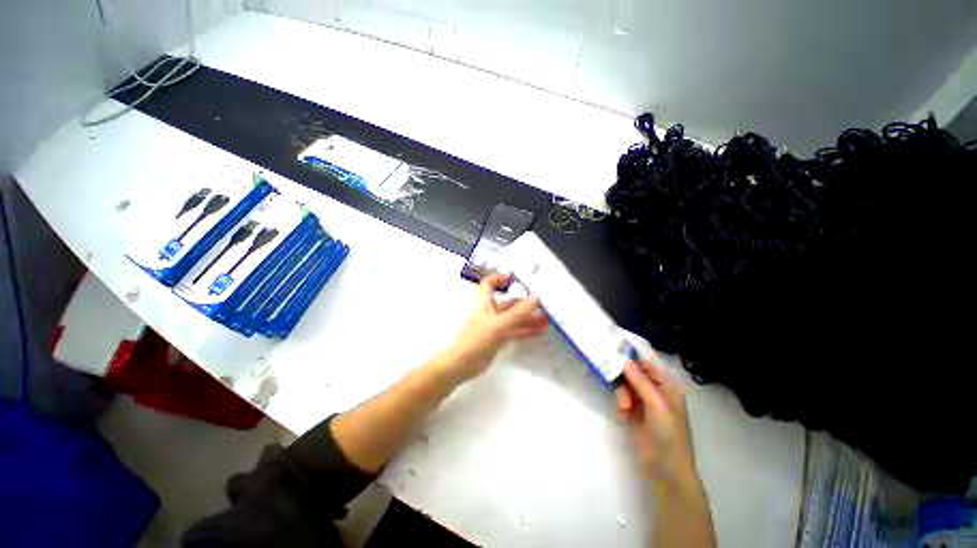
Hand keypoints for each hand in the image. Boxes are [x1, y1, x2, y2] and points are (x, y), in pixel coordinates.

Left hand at [436, 274, 548, 381]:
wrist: (463, 364)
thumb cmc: (477, 339)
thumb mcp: (499, 324)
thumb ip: (518, 313)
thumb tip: (534, 300)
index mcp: (484, 303)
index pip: (488, 284)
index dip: (499, 278)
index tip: (514, 279)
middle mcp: (490, 312)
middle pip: (507, 303)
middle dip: (524, 303)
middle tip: (541, 304)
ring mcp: (494, 326)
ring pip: (513, 318)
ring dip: (528, 318)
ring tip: (545, 319)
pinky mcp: (498, 338)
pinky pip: (514, 331)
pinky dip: (526, 330)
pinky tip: (539, 331)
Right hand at [615, 359, 695, 484]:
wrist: (665, 469)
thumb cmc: (668, 434)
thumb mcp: (657, 405)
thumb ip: (640, 382)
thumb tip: (625, 361)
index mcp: (667, 388)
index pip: (648, 367)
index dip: (633, 361)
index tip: (615, 355)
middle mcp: (655, 394)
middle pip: (634, 376)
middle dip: (625, 380)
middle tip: (613, 379)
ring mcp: (644, 405)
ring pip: (626, 388)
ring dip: (622, 395)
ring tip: (624, 407)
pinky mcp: (633, 416)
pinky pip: (622, 401)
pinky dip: (621, 406)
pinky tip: (623, 415)